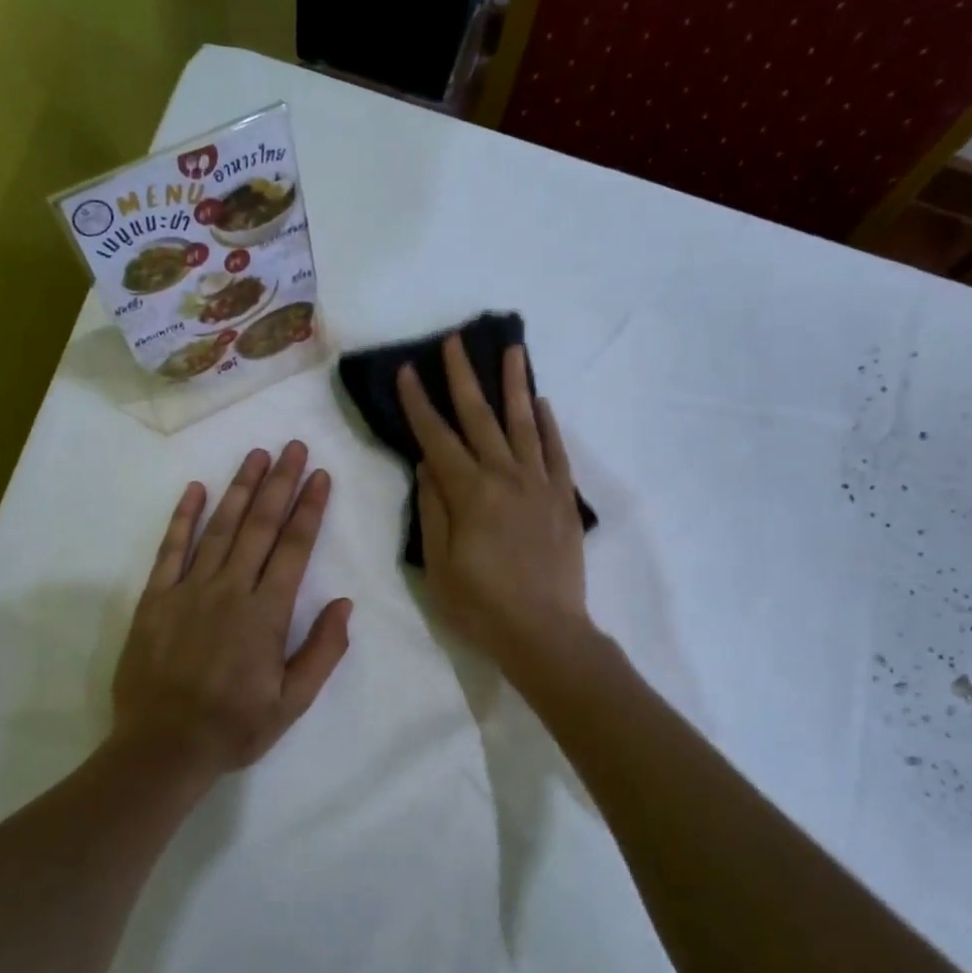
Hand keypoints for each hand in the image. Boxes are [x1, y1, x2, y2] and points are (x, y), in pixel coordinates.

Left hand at [110, 442, 352, 782]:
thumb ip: (322, 650)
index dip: (309, 508)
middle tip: (292, 446)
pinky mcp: (156, 599)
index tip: (319, 475)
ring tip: (255, 455)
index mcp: (266, 613)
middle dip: (280, 482)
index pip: (294, 547)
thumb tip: (344, 603)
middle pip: (260, 526)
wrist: (162, 747)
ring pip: (220, 528)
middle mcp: (230, 590)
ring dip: (240, 488)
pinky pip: (170, 549)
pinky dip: (183, 517)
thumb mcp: (293, 702)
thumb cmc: (234, 726)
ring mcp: (189, 590)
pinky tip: (195, 489)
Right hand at [398, 335, 590, 672]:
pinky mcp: (563, 499)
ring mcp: (539, 485)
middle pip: (481, 417)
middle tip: (455, 341)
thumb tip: (427, 465)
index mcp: (469, 493)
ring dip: (515, 384)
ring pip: (524, 423)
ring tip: (511, 349)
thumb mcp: (438, 565)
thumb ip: (433, 510)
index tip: (408, 371)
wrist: (545, 631)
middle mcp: (505, 477)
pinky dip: (548, 425)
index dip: (420, 404)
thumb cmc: (481, 605)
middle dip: (464, 377)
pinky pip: (556, 452)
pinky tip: (541, 403)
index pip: (437, 438)